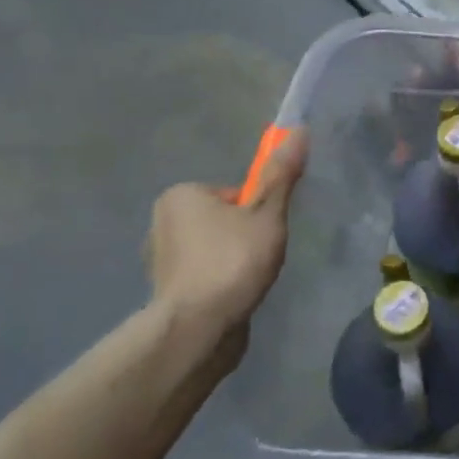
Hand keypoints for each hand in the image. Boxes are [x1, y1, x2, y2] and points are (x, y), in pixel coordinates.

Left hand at [147, 130, 308, 342]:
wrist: (199, 327)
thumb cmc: (233, 260)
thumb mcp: (266, 213)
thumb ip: (280, 175)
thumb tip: (298, 131)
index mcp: (180, 195)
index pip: (234, 193)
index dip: (257, 209)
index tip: (268, 229)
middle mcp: (161, 223)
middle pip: (223, 219)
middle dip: (245, 235)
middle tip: (262, 254)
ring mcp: (160, 260)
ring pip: (213, 248)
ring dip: (233, 260)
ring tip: (251, 278)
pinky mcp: (167, 292)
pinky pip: (204, 274)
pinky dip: (221, 281)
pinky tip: (236, 295)